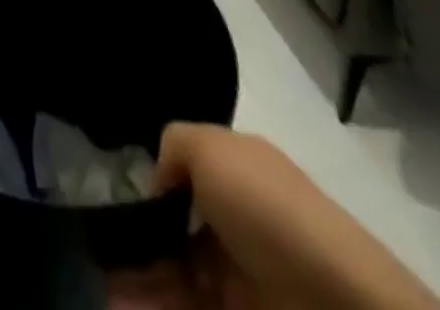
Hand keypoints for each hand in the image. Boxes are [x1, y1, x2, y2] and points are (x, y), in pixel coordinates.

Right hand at [108, 125, 439, 309]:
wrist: (345, 309)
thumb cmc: (270, 212)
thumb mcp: (212, 148)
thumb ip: (174, 146)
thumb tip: (158, 183)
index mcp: (236, 175)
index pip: (182, 178)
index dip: (147, 191)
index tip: (111, 205)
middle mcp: (237, 225)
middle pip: (173, 234)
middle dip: (133, 245)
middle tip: (94, 255)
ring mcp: (242, 284)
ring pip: (175, 279)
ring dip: (136, 283)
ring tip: (101, 289)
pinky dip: (153, 306)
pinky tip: (119, 304)